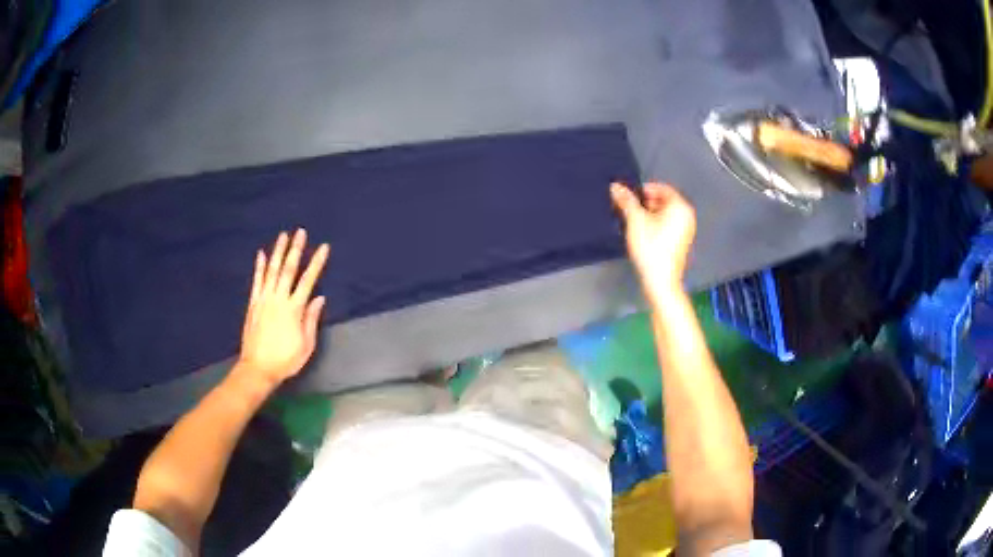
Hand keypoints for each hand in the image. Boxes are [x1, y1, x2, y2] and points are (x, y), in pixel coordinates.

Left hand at [236, 229, 329, 387]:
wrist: (258, 368)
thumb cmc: (286, 360)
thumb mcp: (306, 345)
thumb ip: (311, 319)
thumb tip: (319, 298)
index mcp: (294, 309)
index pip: (308, 281)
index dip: (317, 263)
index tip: (324, 247)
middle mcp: (279, 299)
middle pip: (288, 269)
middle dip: (296, 249)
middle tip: (300, 232)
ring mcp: (264, 300)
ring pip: (272, 270)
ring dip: (278, 251)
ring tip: (283, 235)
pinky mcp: (253, 304)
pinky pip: (257, 281)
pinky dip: (259, 266)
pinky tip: (261, 254)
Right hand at [610, 182, 695, 294]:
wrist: (661, 280)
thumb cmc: (651, 247)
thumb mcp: (635, 220)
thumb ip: (626, 201)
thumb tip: (615, 186)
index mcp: (680, 206)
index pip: (662, 188)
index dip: (644, 190)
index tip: (629, 197)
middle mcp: (687, 216)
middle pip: (664, 201)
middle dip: (646, 203)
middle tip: (629, 210)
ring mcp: (686, 230)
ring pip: (665, 215)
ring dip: (649, 215)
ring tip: (634, 222)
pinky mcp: (681, 243)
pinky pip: (668, 226)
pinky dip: (656, 225)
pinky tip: (643, 234)